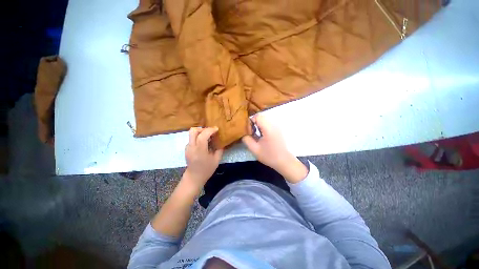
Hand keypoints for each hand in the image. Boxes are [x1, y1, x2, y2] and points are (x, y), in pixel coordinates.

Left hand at [183, 127, 223, 189]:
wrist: (194, 177)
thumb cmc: (207, 169)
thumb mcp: (217, 160)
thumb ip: (220, 149)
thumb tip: (221, 140)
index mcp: (200, 151)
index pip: (202, 136)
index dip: (210, 130)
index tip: (217, 129)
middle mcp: (191, 147)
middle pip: (193, 131)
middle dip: (203, 129)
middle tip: (210, 132)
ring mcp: (187, 147)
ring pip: (192, 134)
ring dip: (201, 132)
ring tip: (208, 137)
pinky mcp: (186, 148)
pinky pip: (192, 138)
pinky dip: (198, 137)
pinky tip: (204, 143)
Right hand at [242, 114, 307, 182]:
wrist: (284, 161)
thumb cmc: (269, 156)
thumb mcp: (254, 149)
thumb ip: (246, 139)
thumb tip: (243, 132)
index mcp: (268, 128)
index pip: (257, 116)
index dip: (250, 121)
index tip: (248, 130)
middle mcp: (274, 124)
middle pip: (261, 117)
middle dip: (254, 123)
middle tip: (252, 133)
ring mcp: (277, 126)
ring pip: (264, 120)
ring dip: (258, 125)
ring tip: (257, 135)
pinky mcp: (278, 129)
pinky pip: (268, 123)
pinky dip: (263, 127)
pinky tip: (263, 136)